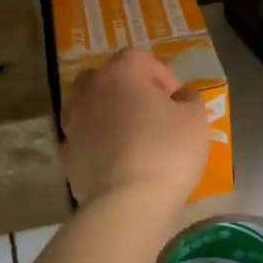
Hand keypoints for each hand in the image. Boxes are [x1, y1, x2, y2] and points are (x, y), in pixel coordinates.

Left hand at [62, 49, 210, 207]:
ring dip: (110, 117)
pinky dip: (99, 145)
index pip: (140, 59)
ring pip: (91, 109)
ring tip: (133, 141)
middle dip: (129, 93)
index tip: (178, 103)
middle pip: (108, 79)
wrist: (126, 203)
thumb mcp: (196, 120)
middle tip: (152, 116)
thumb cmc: (166, 152)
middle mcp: (89, 90)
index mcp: (120, 73)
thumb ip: (190, 100)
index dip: (163, 78)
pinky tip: (118, 165)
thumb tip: (181, 97)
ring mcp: (72, 123)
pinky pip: (85, 140)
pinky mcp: (66, 155)